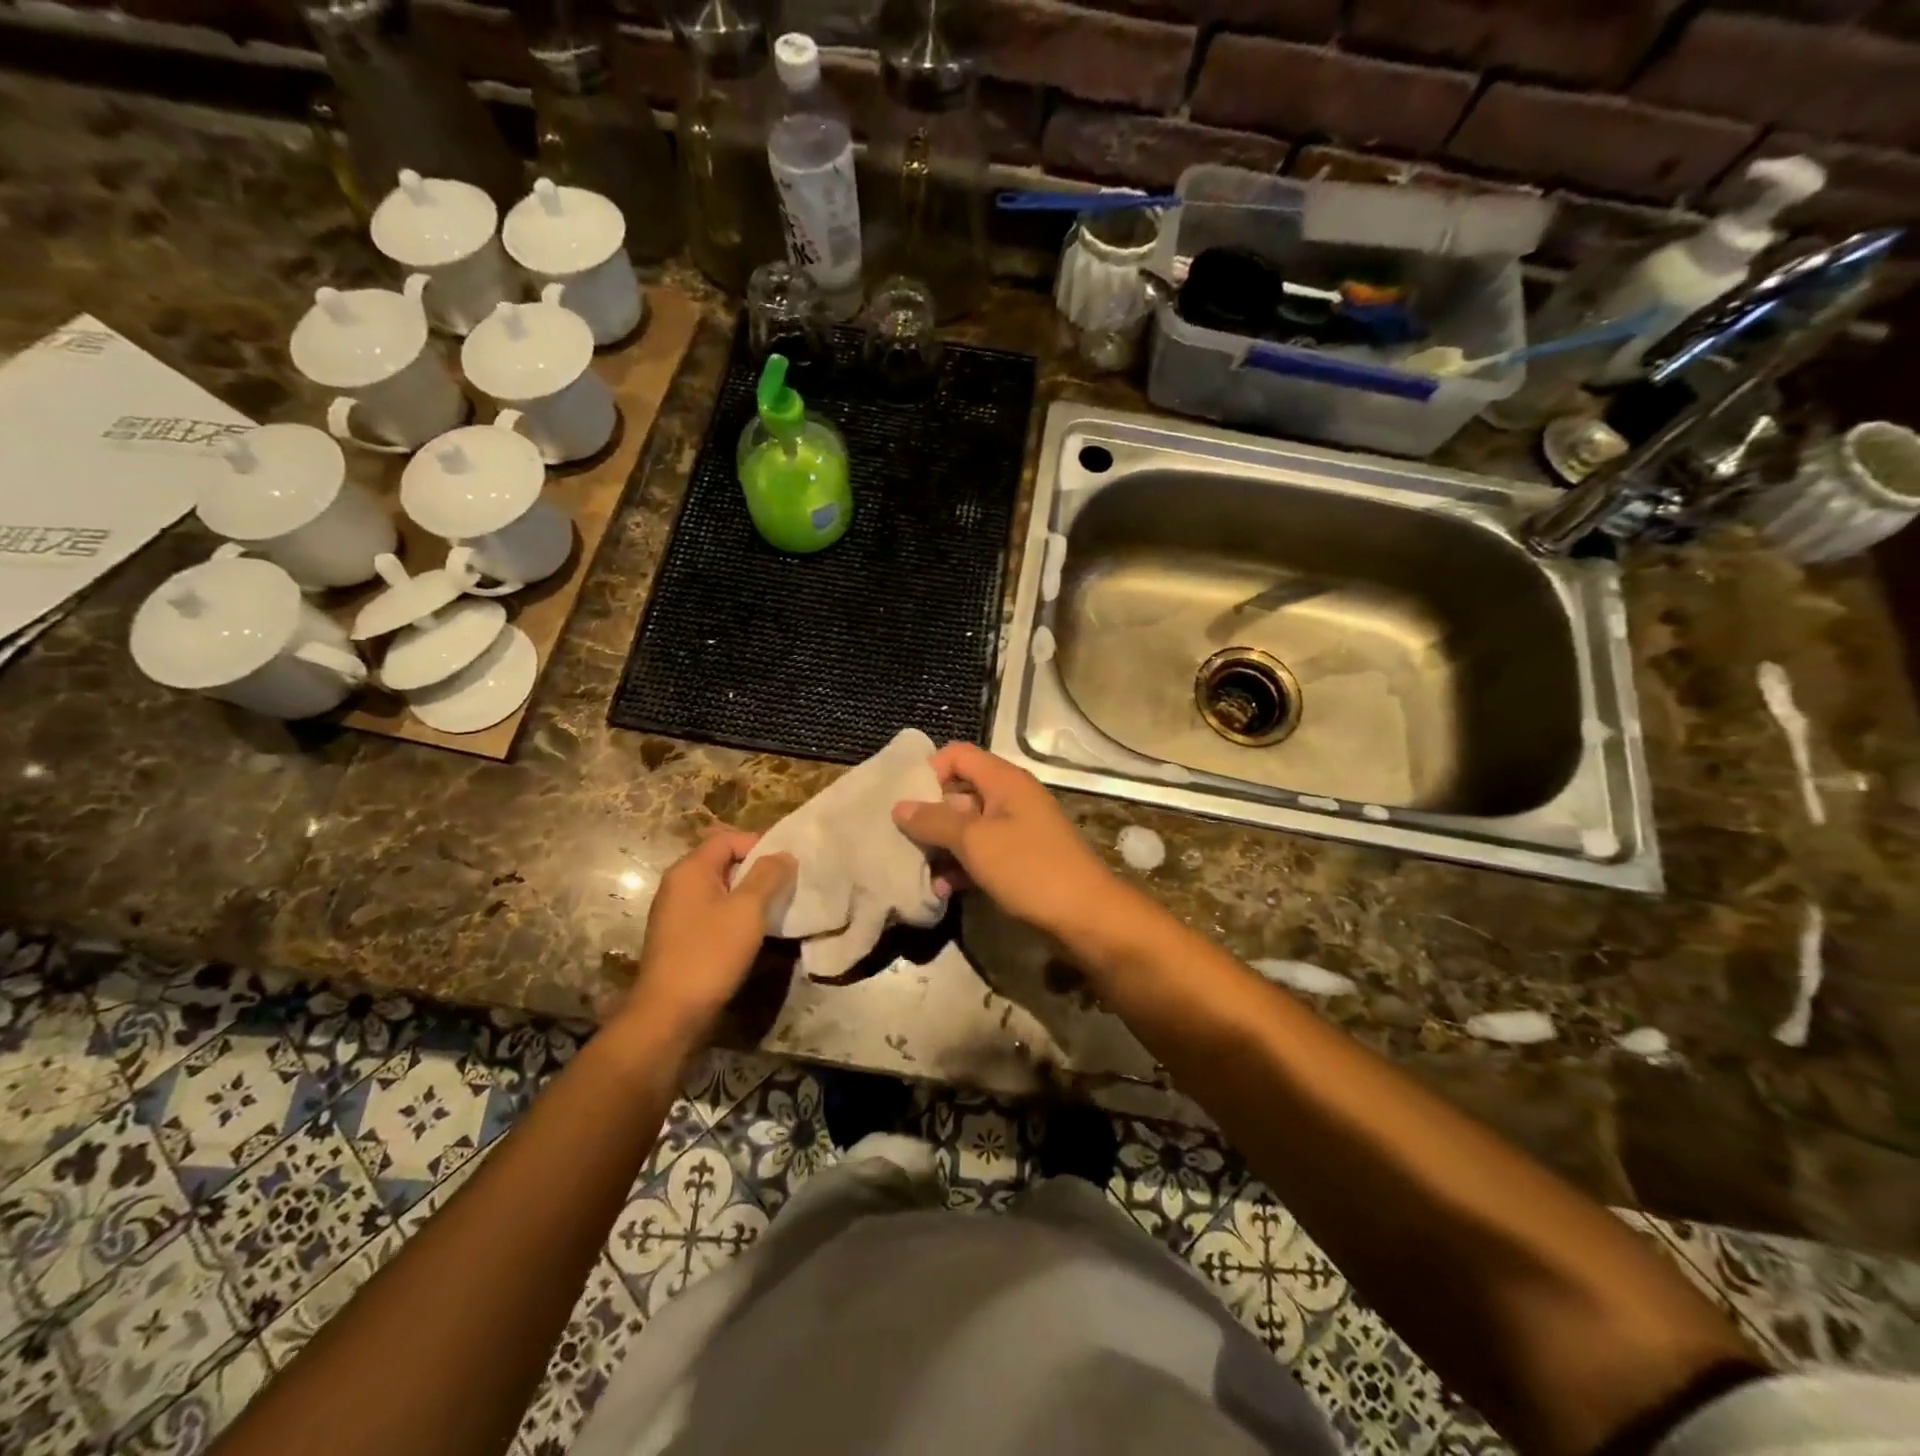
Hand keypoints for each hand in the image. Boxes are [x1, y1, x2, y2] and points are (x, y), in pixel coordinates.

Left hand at [620, 831, 795, 1045]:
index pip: (728, 838)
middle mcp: (678, 884)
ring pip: (719, 889)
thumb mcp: (748, 910)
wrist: (669, 1013)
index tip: (786, 866)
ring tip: (773, 910)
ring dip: (747, 895)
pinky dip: (733, 915)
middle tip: (785, 888)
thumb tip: (784, 854)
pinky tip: (751, 934)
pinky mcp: (679, 936)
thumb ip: (768, 876)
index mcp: (690, 869)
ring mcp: (675, 912)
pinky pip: (711, 912)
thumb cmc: (710, 953)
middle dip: (756, 870)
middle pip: (723, 861)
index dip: (760, 845)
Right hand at [892, 742, 1116, 936]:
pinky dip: (961, 866)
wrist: (1086, 915)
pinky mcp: (1019, 859)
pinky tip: (943, 890)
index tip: (905, 801)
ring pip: (967, 827)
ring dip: (942, 847)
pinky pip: (981, 852)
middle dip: (930, 815)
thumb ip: (935, 821)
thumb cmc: (1029, 868)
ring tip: (920, 871)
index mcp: (1003, 780)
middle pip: (959, 792)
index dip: (928, 770)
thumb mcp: (975, 842)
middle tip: (902, 840)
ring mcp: (1016, 829)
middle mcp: (1010, 798)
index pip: (957, 755)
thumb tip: (899, 806)